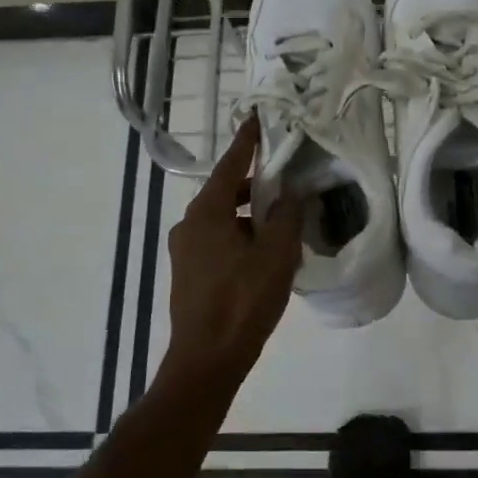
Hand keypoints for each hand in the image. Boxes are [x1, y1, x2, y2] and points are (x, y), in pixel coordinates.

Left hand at [164, 116, 302, 390]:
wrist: (206, 360)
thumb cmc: (242, 301)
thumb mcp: (276, 255)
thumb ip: (287, 216)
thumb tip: (292, 192)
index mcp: (206, 212)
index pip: (230, 164)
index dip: (247, 141)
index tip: (257, 117)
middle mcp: (189, 224)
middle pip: (225, 191)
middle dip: (255, 185)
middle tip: (286, 180)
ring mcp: (185, 250)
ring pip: (222, 219)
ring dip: (250, 215)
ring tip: (283, 222)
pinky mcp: (189, 272)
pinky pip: (218, 240)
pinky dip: (240, 236)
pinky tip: (265, 253)